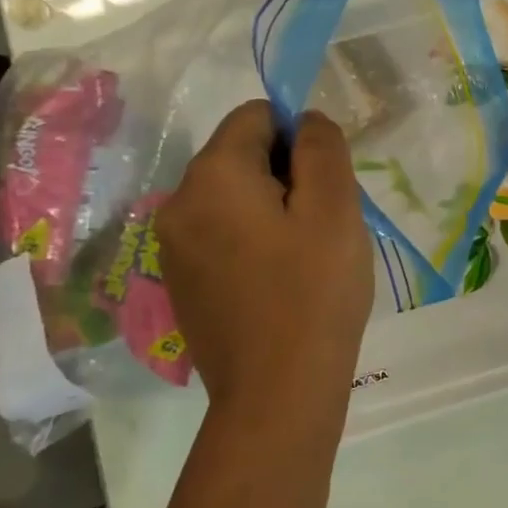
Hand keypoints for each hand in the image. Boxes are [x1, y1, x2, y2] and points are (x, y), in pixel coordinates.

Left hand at [159, 103, 373, 415]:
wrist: (277, 391)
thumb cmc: (315, 292)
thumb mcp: (335, 208)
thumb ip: (322, 148)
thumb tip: (306, 120)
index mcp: (212, 176)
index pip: (255, 116)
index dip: (300, 135)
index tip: (328, 183)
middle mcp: (178, 201)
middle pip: (240, 156)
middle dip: (287, 174)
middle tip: (326, 223)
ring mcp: (173, 246)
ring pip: (232, 197)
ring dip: (273, 208)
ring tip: (307, 254)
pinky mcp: (181, 281)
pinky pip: (221, 234)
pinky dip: (253, 239)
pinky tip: (281, 279)